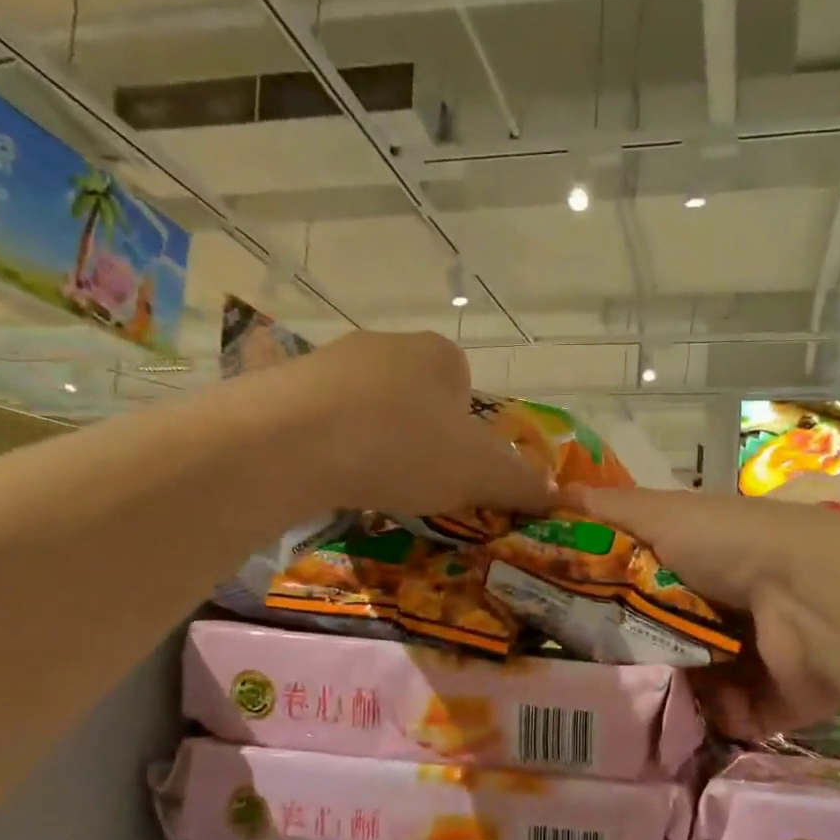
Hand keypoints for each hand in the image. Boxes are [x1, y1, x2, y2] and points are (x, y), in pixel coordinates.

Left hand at [295, 331, 554, 518]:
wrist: (294, 442)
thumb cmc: (406, 447)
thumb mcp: (481, 474)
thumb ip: (522, 483)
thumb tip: (555, 495)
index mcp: (440, 355)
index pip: (465, 389)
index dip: (466, 432)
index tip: (454, 468)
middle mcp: (387, 344)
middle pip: (416, 396)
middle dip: (419, 436)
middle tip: (414, 481)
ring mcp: (330, 360)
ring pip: (367, 407)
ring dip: (373, 441)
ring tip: (367, 483)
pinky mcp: (284, 384)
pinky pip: (322, 419)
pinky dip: (331, 446)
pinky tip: (327, 476)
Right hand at [570, 486, 839, 738]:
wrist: (811, 596)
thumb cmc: (730, 546)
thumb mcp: (664, 513)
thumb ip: (613, 508)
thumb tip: (554, 492)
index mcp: (706, 565)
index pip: (649, 588)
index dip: (612, 604)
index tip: (567, 625)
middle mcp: (731, 610)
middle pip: (670, 640)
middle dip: (636, 659)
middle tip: (587, 680)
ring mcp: (754, 659)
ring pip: (696, 686)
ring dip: (667, 697)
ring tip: (619, 714)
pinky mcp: (773, 702)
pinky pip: (729, 720)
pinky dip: (707, 723)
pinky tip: (671, 728)